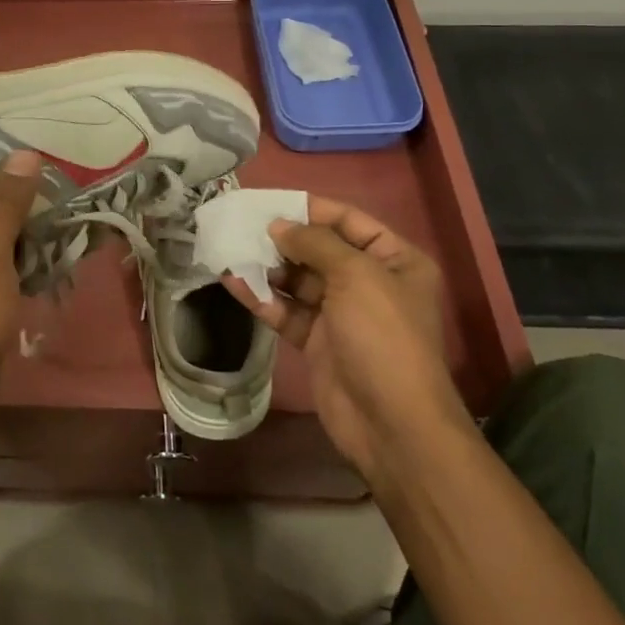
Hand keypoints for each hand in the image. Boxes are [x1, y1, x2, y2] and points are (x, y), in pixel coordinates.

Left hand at [0, 150, 41, 430]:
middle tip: (69, 175)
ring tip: (71, 201)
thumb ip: (6, 204)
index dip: (9, 165)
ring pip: (1, 232)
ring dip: (30, 224)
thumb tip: (25, 153)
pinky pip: (6, 258)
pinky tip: (57, 243)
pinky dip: (28, 251)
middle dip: (25, 194)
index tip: (47, 150)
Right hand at [225, 195, 470, 489]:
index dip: (310, 208)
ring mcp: (341, 313)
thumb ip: (315, 243)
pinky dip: (261, 297)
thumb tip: (278, 225)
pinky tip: (231, 280)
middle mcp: (369, 282)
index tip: (269, 200)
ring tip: (230, 248)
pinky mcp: (317, 341)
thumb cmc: (383, 336)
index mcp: (394, 260)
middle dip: (282, 237)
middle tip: (240, 223)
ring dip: (267, 266)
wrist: (391, 424)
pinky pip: (286, 310)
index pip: (348, 220)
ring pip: (297, 279)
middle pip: (319, 249)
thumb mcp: (356, 276)